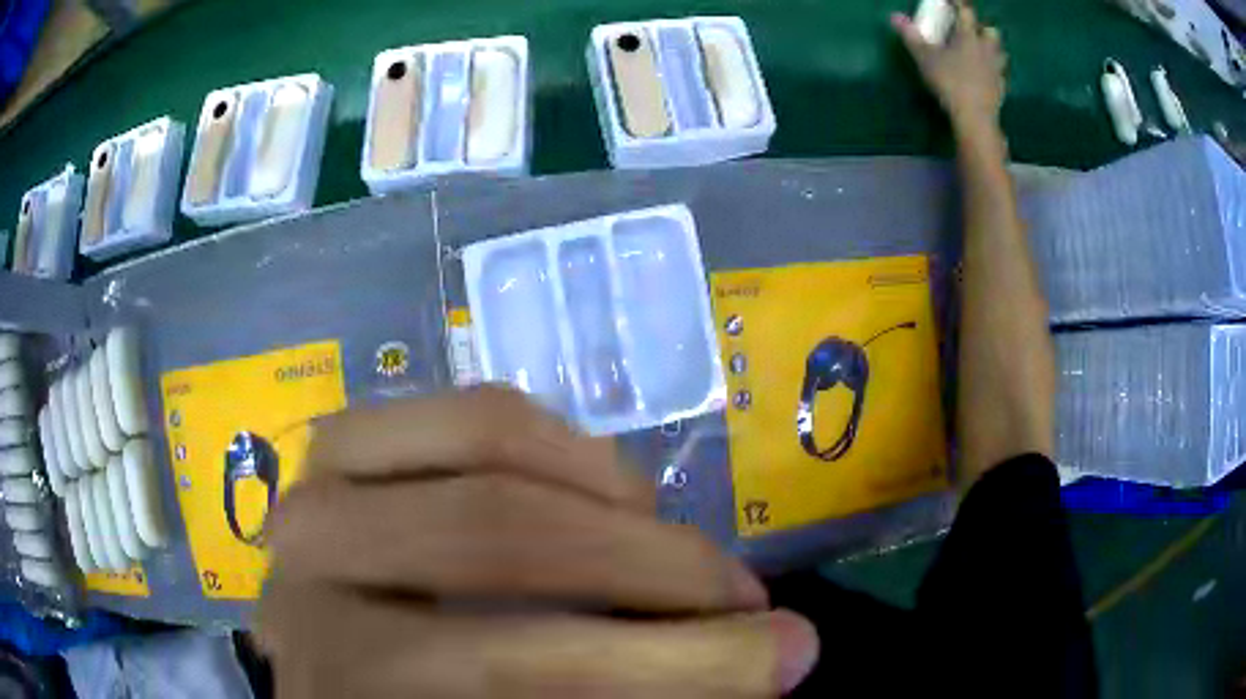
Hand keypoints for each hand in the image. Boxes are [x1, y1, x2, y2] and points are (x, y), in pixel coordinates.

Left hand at [257, 386, 818, 696]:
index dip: (674, 669)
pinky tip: (605, 491)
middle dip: (660, 571)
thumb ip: (609, 692)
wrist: (336, 660)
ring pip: (489, 442)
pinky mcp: (344, 442)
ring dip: (615, 497)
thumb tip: (770, 658)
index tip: (785, 659)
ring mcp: (322, 483)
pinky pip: (469, 411)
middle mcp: (312, 564)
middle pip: (501, 536)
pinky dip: (559, 441)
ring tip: (675, 547)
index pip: (520, 665)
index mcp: (344, 671)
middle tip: (746, 598)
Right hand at [892, 2, 1007, 133]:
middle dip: (982, 28)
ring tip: (981, 52)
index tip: (951, 1)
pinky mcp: (1001, 88)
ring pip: (1000, 52)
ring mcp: (996, 69)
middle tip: (970, 31)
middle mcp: (986, 49)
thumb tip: (895, 17)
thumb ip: (912, 37)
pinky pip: (1000, 74)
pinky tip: (986, 75)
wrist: (975, 118)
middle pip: (991, 31)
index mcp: (968, 37)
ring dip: (992, 49)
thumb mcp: (925, 59)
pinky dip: (994, 71)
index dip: (958, 4)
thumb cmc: (950, 83)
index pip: (966, 12)